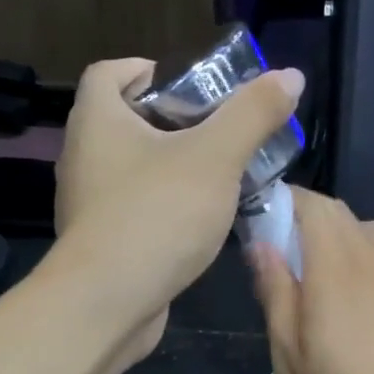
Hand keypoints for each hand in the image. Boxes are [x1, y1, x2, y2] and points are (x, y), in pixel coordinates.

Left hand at [53, 56, 302, 362]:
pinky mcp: (99, 245)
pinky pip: (134, 211)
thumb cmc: (157, 215)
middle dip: (172, 122)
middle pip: (125, 122)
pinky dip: (163, 208)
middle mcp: (83, 157)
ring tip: (218, 177)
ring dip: (171, 168)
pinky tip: (198, 223)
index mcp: (97, 120)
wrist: (108, 304)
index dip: (147, 69)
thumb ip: (252, 114)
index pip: (109, 73)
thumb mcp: (216, 157)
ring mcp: (88, 205)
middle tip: (219, 132)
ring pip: (132, 171)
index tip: (190, 85)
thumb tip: (290, 75)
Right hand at [250, 188, 373, 373]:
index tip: (253, 226)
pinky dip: (356, 256)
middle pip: (337, 212)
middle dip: (301, 219)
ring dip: (330, 237)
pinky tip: (343, 297)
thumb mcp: (289, 358)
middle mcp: (372, 260)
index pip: (310, 204)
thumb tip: (261, 243)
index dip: (279, 202)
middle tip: (272, 259)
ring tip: (307, 277)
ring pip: (362, 231)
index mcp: (336, 268)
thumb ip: (275, 293)